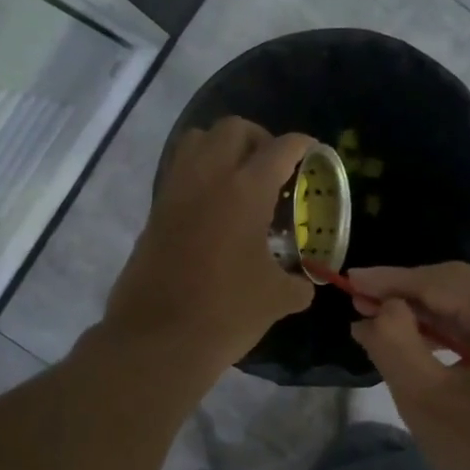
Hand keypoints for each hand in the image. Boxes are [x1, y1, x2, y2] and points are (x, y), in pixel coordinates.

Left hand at [100, 118, 316, 384]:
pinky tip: (215, 207)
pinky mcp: (155, 212)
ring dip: (221, 147)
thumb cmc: (226, 313)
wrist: (158, 340)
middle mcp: (208, 178)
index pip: (280, 148)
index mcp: (245, 191)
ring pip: (196, 140)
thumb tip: (305, 283)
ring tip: (239, 178)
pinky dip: (199, 172)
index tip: (313, 152)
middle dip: (259, 138)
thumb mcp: (277, 299)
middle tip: (273, 167)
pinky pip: (178, 171)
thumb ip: (298, 283)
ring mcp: (175, 192)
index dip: (303, 145)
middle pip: (233, 129)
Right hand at [349, 263, 469, 469]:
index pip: (443, 281)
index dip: (391, 280)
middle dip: (407, 295)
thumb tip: (380, 308)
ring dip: (426, 313)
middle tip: (357, 302)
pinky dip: (450, 330)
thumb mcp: (427, 400)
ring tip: (377, 320)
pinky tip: (417, 338)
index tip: (348, 281)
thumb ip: (394, 343)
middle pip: (460, 287)